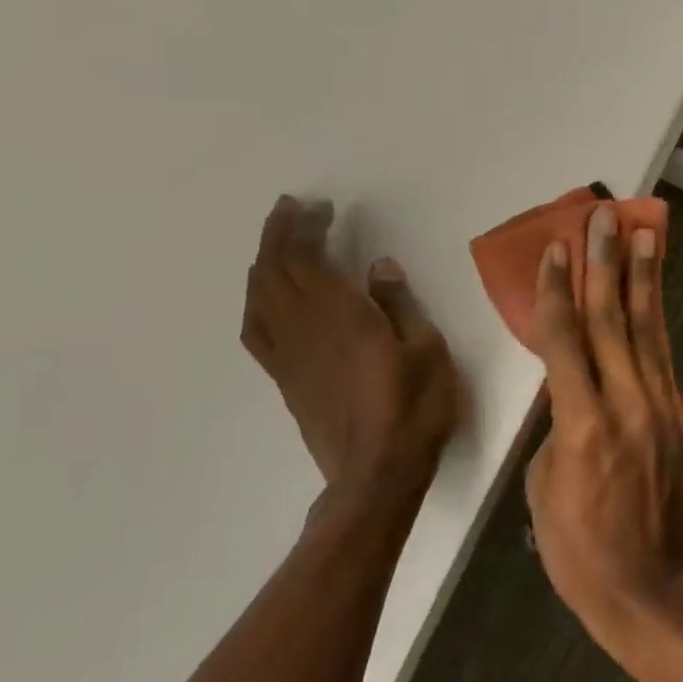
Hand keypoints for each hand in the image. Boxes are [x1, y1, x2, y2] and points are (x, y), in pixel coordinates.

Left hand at [240, 196, 463, 519]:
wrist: (376, 475)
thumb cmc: (414, 408)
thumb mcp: (427, 350)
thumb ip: (399, 305)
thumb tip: (378, 266)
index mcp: (341, 316)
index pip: (307, 259)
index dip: (305, 228)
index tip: (318, 206)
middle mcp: (304, 328)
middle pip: (275, 271)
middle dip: (279, 235)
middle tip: (292, 209)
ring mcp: (288, 355)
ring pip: (259, 297)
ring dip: (263, 263)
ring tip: (277, 243)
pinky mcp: (285, 379)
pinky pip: (256, 329)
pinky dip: (256, 300)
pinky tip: (265, 296)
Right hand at [525, 204, 682, 658]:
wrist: (653, 588)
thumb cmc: (581, 551)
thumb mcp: (544, 490)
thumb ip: (556, 427)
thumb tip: (567, 391)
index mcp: (584, 424)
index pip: (565, 340)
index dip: (559, 291)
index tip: (557, 248)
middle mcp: (627, 402)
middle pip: (611, 319)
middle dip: (606, 263)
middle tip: (604, 216)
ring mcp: (659, 405)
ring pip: (645, 327)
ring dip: (642, 276)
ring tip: (643, 231)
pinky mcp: (676, 413)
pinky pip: (661, 352)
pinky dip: (656, 314)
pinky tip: (653, 289)